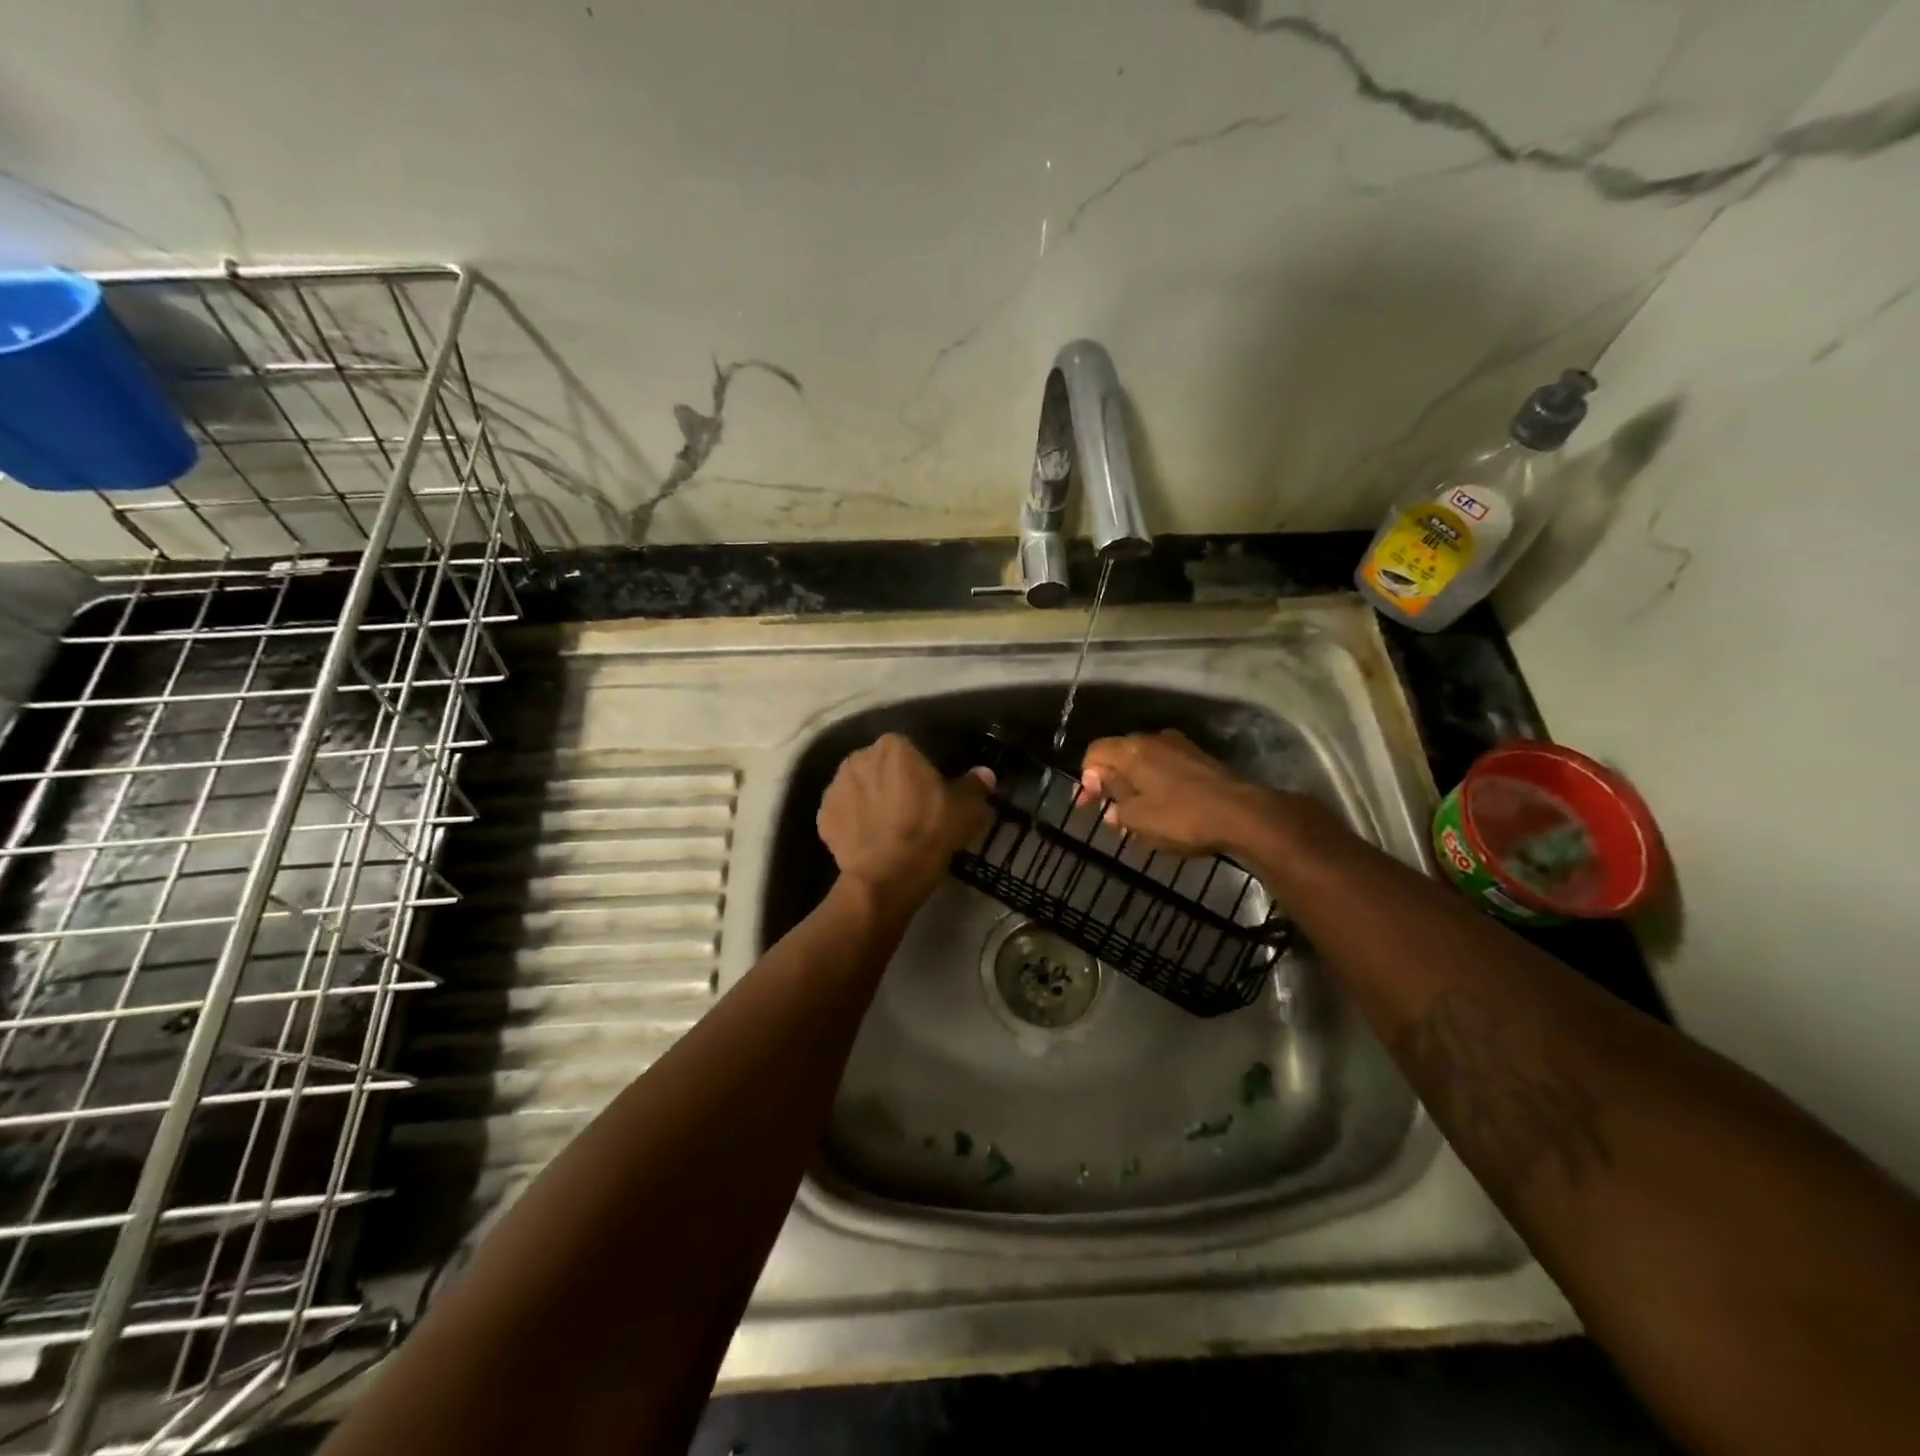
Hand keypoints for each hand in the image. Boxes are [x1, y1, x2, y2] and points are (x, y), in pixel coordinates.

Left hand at [817, 734, 993, 912]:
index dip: (920, 773)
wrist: (887, 877)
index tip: (930, 796)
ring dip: (870, 802)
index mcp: (893, 747)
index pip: (909, 751)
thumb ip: (974, 786)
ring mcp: (835, 787)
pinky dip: (854, 824)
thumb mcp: (965, 810)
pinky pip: (843, 815)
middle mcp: (858, 758)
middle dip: (891, 784)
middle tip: (911, 812)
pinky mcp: (822, 817)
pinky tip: (870, 843)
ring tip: (888, 830)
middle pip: (880, 767)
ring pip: (859, 789)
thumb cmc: (929, 833)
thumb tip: (985, 774)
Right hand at [1080, 730, 1286, 856]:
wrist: (1242, 815)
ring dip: (1134, 787)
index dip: (1085, 778)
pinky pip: (1166, 768)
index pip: (1094, 753)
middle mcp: (1154, 739)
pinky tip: (1162, 810)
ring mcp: (1181, 747)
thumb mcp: (1136, 817)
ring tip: (1135, 817)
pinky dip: (1156, 786)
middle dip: (1110, 784)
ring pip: (1144, 763)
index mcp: (1133, 749)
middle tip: (1110, 814)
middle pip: (1119, 755)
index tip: (1089, 806)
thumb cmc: (1181, 817)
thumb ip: (1114, 802)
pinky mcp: (1201, 760)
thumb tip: (1107, 797)